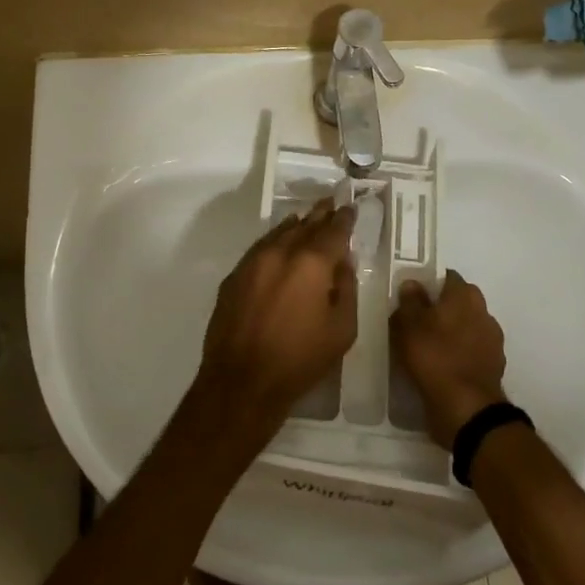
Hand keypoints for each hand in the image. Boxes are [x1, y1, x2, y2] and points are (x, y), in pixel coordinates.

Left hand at [196, 198, 357, 434]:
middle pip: (305, 225)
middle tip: (330, 203)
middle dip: (320, 215)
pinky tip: (279, 241)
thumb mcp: (341, 330)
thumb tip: (343, 264)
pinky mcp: (234, 276)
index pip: (333, 231)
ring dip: (296, 224)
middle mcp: (281, 252)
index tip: (349, 208)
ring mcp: (253, 262)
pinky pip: (260, 248)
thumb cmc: (300, 359)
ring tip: (307, 217)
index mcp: (312, 263)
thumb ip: (347, 289)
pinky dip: (274, 240)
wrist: (242, 380)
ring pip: (279, 233)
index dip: (344, 219)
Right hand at [391, 271, 508, 448]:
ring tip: (427, 348)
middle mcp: (484, 312)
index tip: (412, 298)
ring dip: (451, 333)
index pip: (447, 277)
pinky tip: (442, 367)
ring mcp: (492, 340)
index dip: (429, 284)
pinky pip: (471, 352)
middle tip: (416, 323)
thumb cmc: (434, 357)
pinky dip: (459, 355)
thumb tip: (413, 284)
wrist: (467, 408)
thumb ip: (410, 300)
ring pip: (466, 327)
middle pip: (459, 302)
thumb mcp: (409, 324)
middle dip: (441, 309)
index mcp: (465, 295)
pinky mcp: (493, 366)